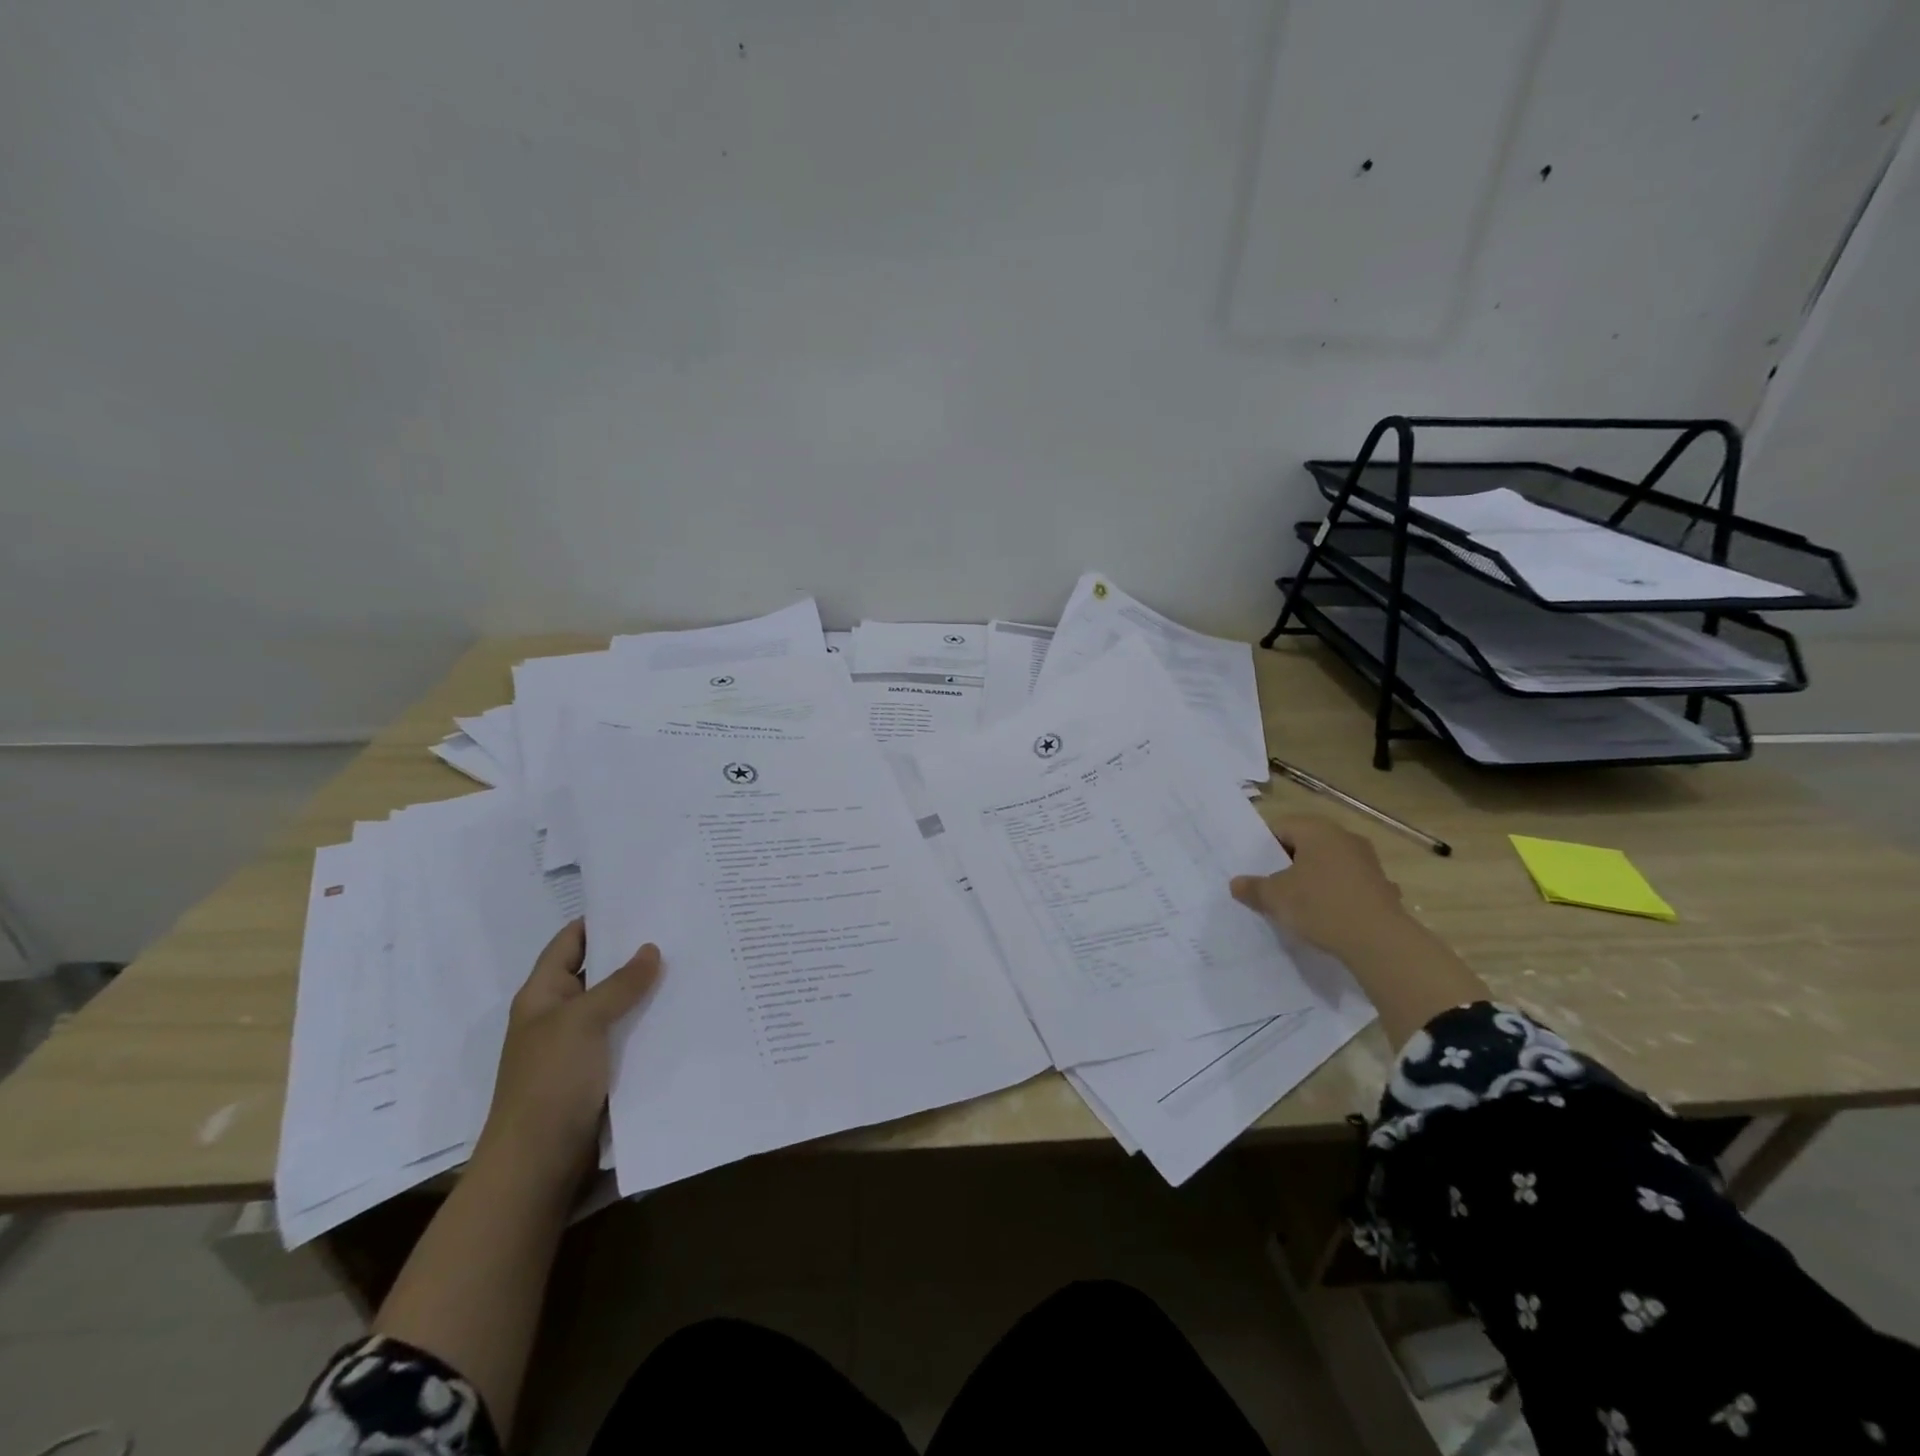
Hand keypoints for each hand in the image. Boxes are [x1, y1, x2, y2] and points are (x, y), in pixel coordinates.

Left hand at [472, 920, 661, 1189]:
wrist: (539, 1165)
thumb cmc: (551, 1082)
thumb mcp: (583, 1022)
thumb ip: (619, 984)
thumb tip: (651, 948)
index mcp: (543, 995)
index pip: (570, 941)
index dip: (600, 920)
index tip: (643, 900)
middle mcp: (561, 1015)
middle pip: (599, 971)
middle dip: (634, 953)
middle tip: (681, 929)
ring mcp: (582, 1046)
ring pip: (619, 1006)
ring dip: (648, 990)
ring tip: (693, 963)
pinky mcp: (602, 1073)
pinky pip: (630, 1037)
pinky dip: (652, 1023)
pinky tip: (686, 1010)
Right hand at [1229, 815, 1410, 963]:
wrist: (1380, 941)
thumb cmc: (1320, 906)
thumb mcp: (1274, 898)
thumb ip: (1252, 888)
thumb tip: (1236, 884)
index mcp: (1316, 830)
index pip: (1281, 827)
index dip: (1263, 847)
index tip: (1254, 869)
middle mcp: (1344, 837)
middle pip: (1306, 844)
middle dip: (1287, 863)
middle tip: (1270, 886)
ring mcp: (1367, 861)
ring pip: (1328, 864)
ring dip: (1312, 878)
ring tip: (1297, 903)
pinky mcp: (1382, 885)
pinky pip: (1348, 883)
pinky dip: (1336, 894)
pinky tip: (1328, 916)